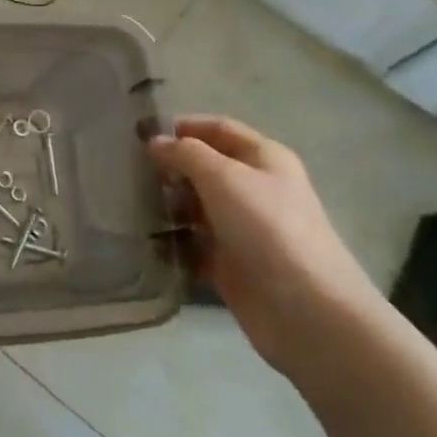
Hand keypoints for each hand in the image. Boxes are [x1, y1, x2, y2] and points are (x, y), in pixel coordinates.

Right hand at [149, 116, 379, 371]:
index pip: (218, 129)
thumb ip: (186, 153)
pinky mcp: (230, 264)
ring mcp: (242, 229)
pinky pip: (193, 244)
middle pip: (205, 168)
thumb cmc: (267, 228)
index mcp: (264, 159)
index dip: (183, 126)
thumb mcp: (223, 177)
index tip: (140, 133)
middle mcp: (254, 189)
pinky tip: (144, 239)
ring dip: (168, 204)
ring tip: (131, 204)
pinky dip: (172, 241)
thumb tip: (155, 142)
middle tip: (129, 171)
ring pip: (196, 206)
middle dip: (170, 167)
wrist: (306, 310)